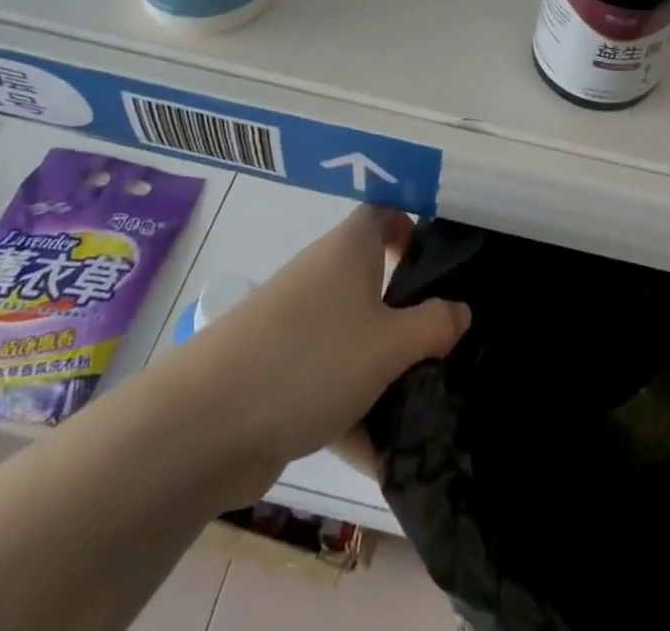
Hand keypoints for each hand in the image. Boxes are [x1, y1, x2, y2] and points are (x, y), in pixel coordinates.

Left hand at [186, 207, 467, 498]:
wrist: (208, 423)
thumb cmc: (312, 359)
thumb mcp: (390, 344)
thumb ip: (434, 326)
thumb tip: (461, 311)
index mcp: (350, 248)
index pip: (386, 212)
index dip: (414, 225)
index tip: (445, 259)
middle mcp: (325, 275)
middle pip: (377, 280)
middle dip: (411, 312)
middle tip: (450, 341)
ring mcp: (299, 325)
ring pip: (356, 337)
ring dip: (386, 369)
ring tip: (428, 405)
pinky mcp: (282, 372)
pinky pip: (331, 381)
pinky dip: (355, 411)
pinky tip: (383, 458)